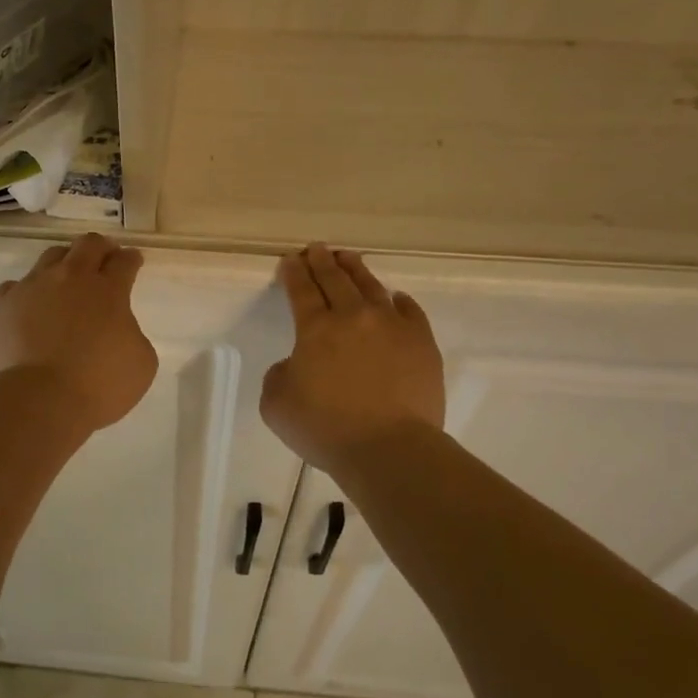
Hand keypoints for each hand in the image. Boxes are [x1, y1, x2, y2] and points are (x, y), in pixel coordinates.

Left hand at [0, 234, 158, 433]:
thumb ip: (132, 335)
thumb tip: (117, 330)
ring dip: (64, 263)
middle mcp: (70, 278)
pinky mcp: (3, 305)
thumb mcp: (141, 364)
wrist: (38, 400)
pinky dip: (27, 293)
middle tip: (105, 258)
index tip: (133, 260)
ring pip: (50, 257)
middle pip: (87, 245)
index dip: (131, 259)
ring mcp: (32, 287)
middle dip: (100, 248)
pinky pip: (15, 286)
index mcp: (108, 290)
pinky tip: (29, 306)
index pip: (124, 262)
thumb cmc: (97, 385)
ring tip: (66, 279)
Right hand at [261, 243, 445, 475]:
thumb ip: (279, 375)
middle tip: (316, 249)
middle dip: (322, 261)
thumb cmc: (325, 429)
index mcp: (315, 329)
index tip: (290, 260)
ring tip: (349, 257)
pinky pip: (409, 311)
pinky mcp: (421, 342)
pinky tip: (395, 298)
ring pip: (371, 287)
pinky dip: (398, 301)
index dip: (293, 273)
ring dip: (356, 270)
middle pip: (335, 279)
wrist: (389, 448)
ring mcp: (392, 326)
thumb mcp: (275, 404)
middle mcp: (353, 317)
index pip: (301, 290)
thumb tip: (297, 364)